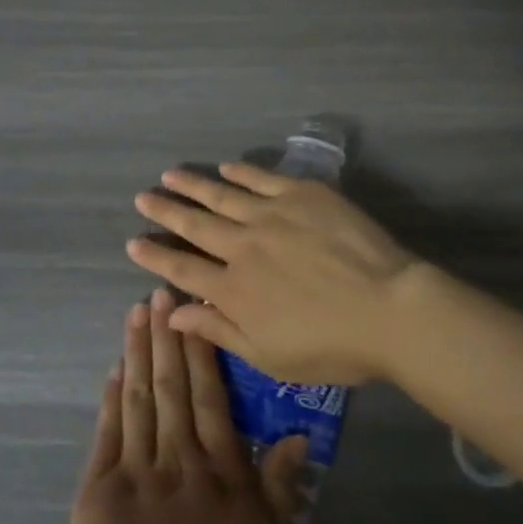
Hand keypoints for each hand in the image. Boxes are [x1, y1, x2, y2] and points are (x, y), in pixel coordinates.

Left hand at [68, 288, 306, 523]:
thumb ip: (277, 490)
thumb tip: (295, 435)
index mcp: (220, 473)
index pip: (212, 398)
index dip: (203, 352)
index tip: (196, 313)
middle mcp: (179, 458)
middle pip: (173, 386)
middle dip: (167, 336)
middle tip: (162, 291)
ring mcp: (135, 468)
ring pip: (140, 396)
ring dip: (139, 351)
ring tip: (137, 312)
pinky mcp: (99, 485)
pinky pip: (108, 429)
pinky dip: (112, 395)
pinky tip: (114, 366)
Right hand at [126, 161, 421, 384]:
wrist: (388, 308)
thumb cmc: (331, 346)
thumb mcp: (268, 356)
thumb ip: (218, 330)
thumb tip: (173, 313)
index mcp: (233, 289)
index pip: (182, 269)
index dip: (155, 256)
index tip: (133, 242)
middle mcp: (242, 246)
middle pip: (195, 225)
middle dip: (165, 211)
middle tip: (142, 197)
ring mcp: (271, 215)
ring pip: (222, 195)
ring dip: (193, 185)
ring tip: (171, 174)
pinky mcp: (302, 194)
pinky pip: (263, 178)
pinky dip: (241, 172)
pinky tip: (226, 167)